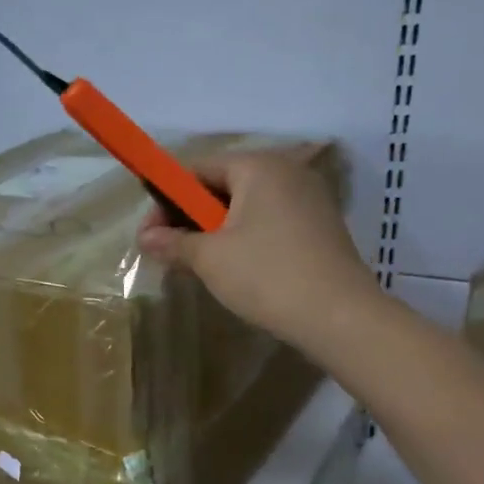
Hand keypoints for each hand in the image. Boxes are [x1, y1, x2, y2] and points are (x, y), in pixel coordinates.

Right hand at [137, 149, 379, 351]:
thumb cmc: (267, 276)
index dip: (166, 199)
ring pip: (247, 207)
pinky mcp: (319, 227)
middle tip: (170, 251)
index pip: (198, 168)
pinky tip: (234, 269)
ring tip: (197, 264)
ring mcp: (308, 199)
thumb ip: (174, 243)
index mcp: (258, 167)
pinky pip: (269, 222)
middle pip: (223, 185)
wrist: (338, 316)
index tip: (149, 233)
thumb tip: (145, 238)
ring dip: (216, 232)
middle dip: (191, 217)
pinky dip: (245, 239)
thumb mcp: (211, 259)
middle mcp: (287, 171)